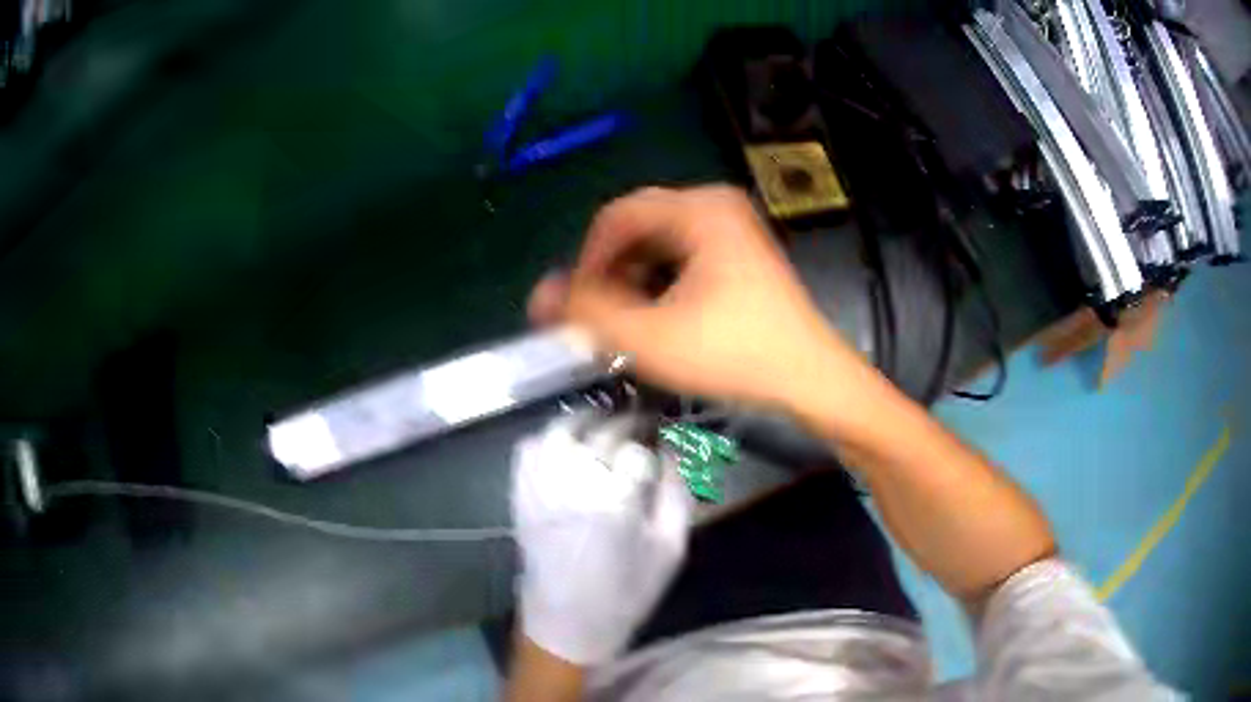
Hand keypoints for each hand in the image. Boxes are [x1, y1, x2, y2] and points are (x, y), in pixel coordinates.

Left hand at [511, 414, 691, 665]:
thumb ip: (677, 493)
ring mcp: (541, 488)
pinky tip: (567, 443)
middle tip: (642, 426)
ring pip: (561, 430)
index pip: (638, 450)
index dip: (655, 438)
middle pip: (602, 433)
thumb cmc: (626, 591)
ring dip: (585, 419)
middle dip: (627, 423)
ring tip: (604, 423)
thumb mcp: (670, 549)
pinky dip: (547, 435)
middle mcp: (574, 486)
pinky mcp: (521, 495)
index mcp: (616, 503)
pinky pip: (528, 448)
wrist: (567, 622)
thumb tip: (673, 449)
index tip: (666, 436)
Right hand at [529, 185, 862, 411]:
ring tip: (630, 325)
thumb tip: (538, 295)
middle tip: (602, 320)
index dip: (587, 262)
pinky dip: (660, 284)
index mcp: (697, 209)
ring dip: (634, 281)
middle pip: (638, 229)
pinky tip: (661, 320)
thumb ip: (587, 313)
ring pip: (659, 245)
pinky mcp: (740, 253)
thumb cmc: (735, 353)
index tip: (578, 307)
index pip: (616, 217)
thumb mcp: (651, 337)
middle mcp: (715, 205)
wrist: (811, 377)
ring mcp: (732, 227)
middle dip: (611, 274)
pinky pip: (683, 256)